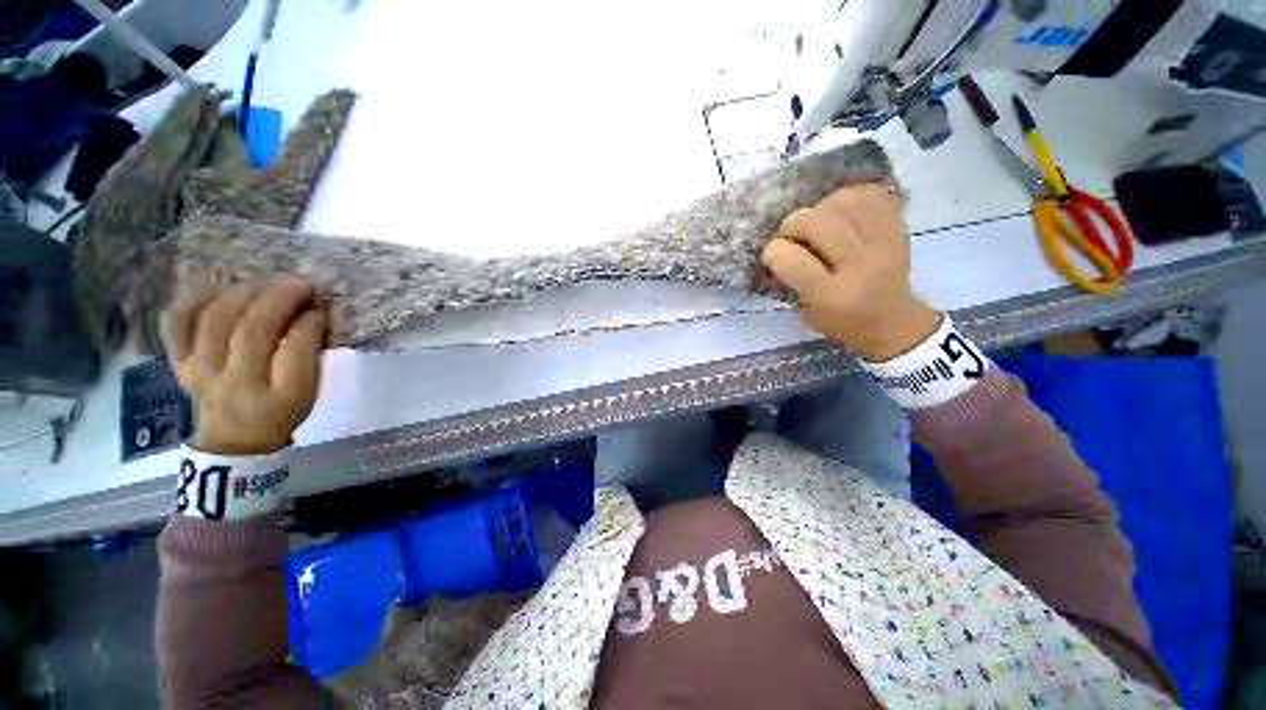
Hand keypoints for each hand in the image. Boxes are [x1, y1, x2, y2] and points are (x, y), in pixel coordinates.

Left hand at [169, 277, 327, 455]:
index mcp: (271, 393)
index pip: (291, 347)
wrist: (234, 441)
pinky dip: (196, 298)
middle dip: (279, 297)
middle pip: (249, 327)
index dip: (308, 319)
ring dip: (245, 291)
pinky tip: (218, 287)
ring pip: (215, 317)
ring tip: (268, 282)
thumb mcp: (306, 391)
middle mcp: (229, 379)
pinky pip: (179, 322)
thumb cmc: (279, 412)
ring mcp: (197, 367)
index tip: (322, 304)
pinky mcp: (179, 360)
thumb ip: (308, 352)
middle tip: (302, 282)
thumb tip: (312, 314)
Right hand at [761, 183, 939, 360]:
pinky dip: (849, 198)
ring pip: (842, 202)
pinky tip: (842, 213)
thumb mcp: (805, 312)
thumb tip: (774, 250)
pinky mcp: (899, 227)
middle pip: (817, 222)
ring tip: (819, 225)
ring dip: (820, 209)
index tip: (772, 256)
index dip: (773, 252)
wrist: (894, 321)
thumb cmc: (841, 321)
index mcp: (831, 296)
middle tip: (794, 238)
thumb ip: (789, 280)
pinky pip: (870, 194)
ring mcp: (885, 242)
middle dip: (794, 225)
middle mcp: (861, 266)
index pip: (792, 260)